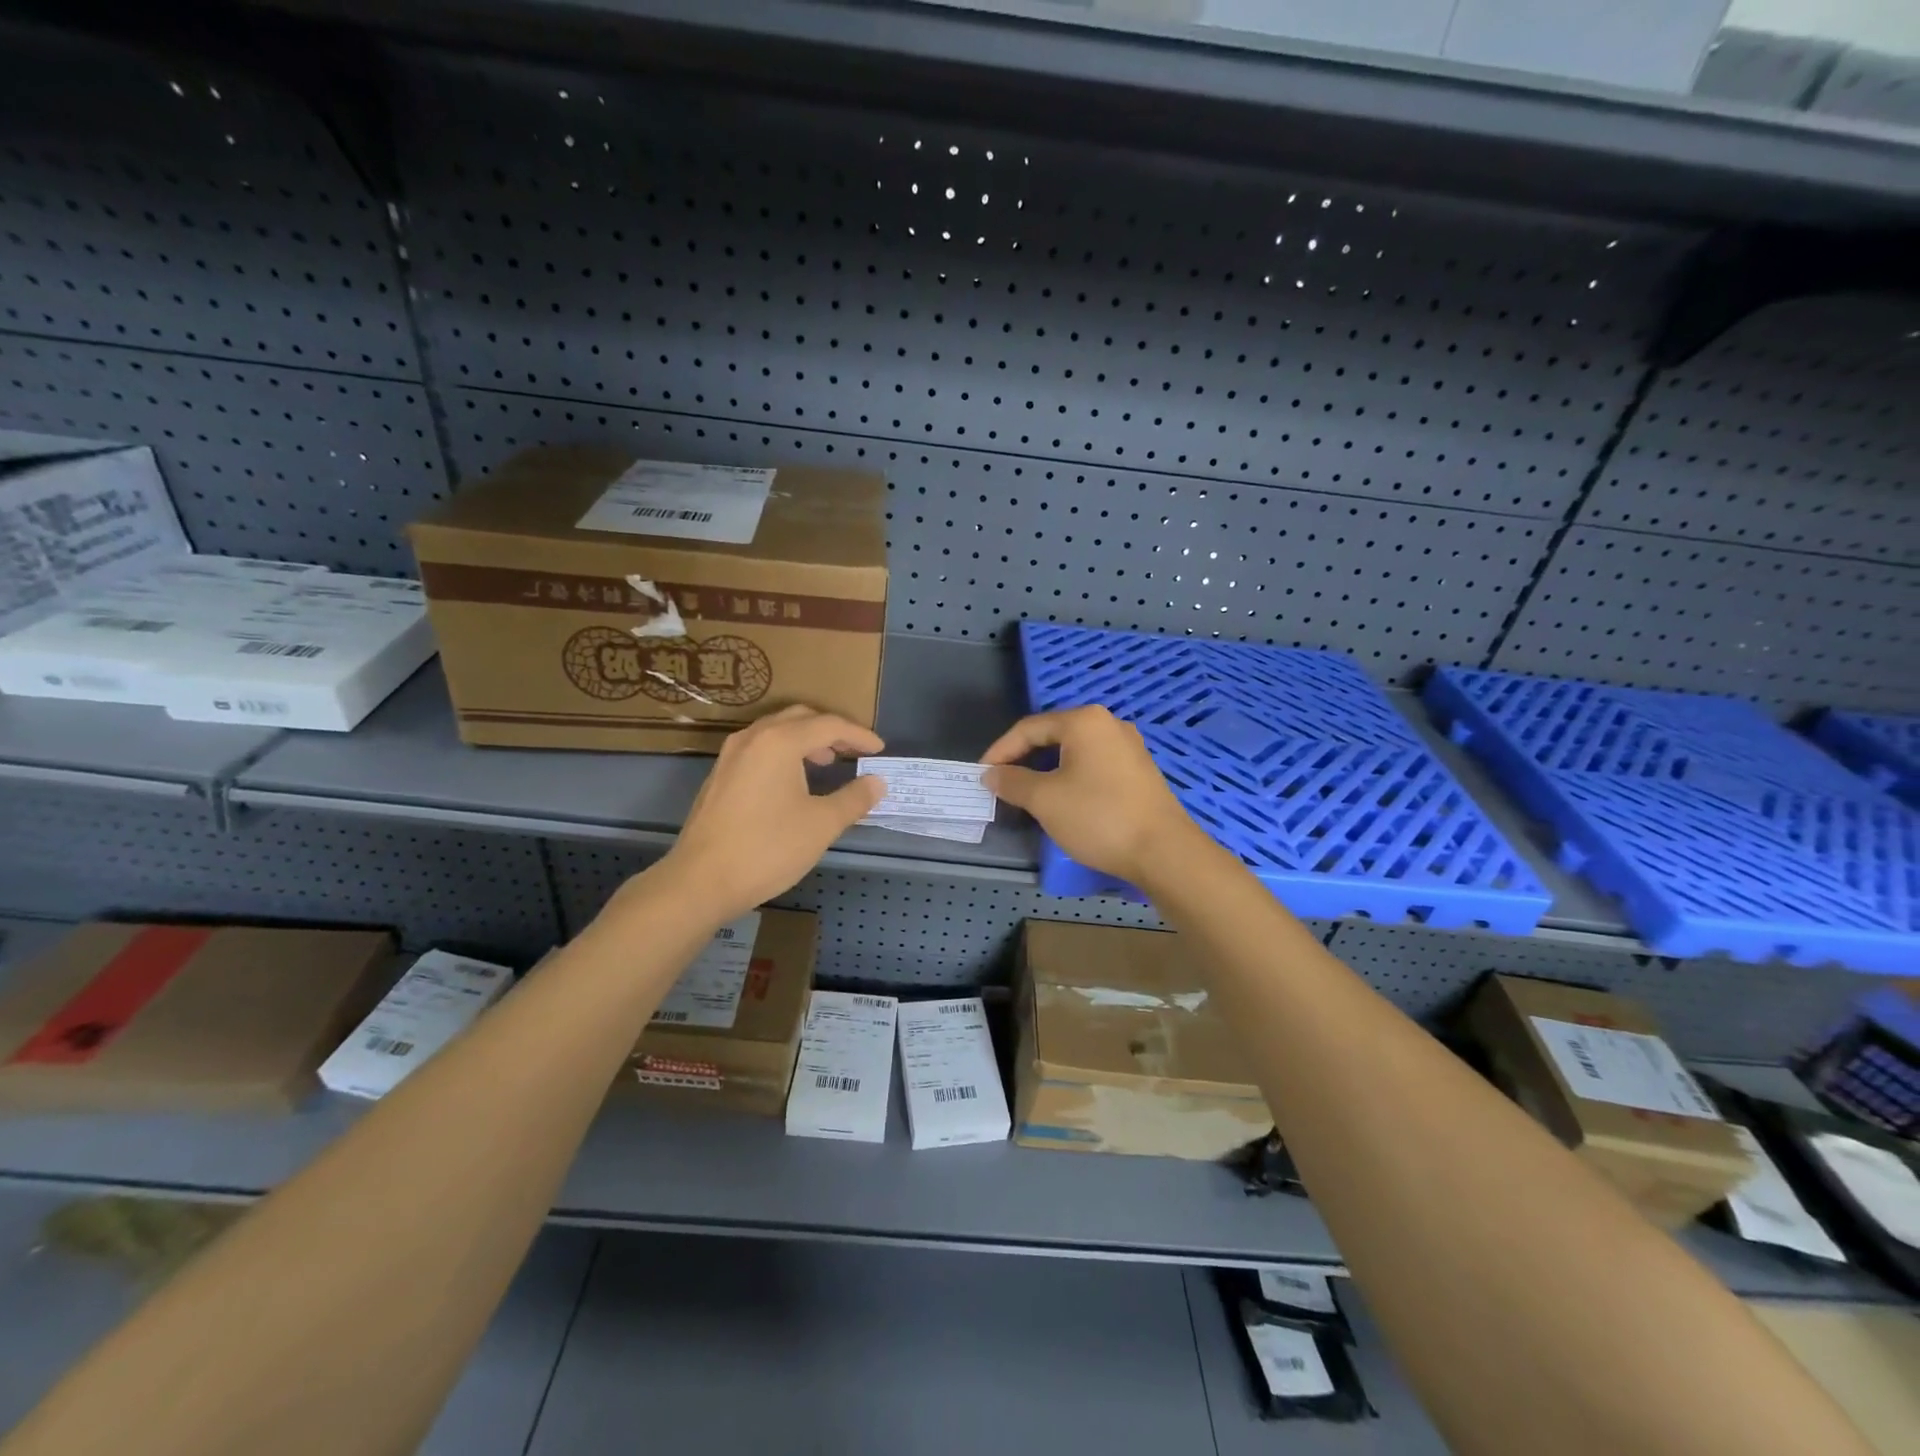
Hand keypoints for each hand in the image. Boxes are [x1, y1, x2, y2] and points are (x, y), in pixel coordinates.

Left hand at [660, 706, 885, 920]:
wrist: (701, 881)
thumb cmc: (768, 848)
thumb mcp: (821, 825)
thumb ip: (854, 799)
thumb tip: (877, 783)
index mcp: (779, 741)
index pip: (829, 725)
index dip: (858, 735)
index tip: (879, 749)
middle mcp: (753, 738)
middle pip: (800, 718)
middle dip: (831, 730)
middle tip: (853, 750)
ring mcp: (731, 755)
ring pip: (776, 731)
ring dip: (805, 739)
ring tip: (826, 762)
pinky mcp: (720, 775)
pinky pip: (759, 748)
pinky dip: (784, 752)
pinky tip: (792, 781)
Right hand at [981, 706, 1199, 885]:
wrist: (1163, 851)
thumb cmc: (1098, 817)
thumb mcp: (1045, 800)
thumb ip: (1013, 781)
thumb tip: (991, 774)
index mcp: (1084, 721)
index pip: (1029, 728)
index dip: (1000, 750)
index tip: (981, 775)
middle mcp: (1108, 724)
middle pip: (1052, 735)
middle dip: (1023, 759)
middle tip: (1002, 784)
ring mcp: (1128, 746)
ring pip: (1073, 751)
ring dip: (1046, 770)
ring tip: (1027, 794)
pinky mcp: (1138, 770)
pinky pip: (1093, 764)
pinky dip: (1070, 776)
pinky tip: (1062, 799)